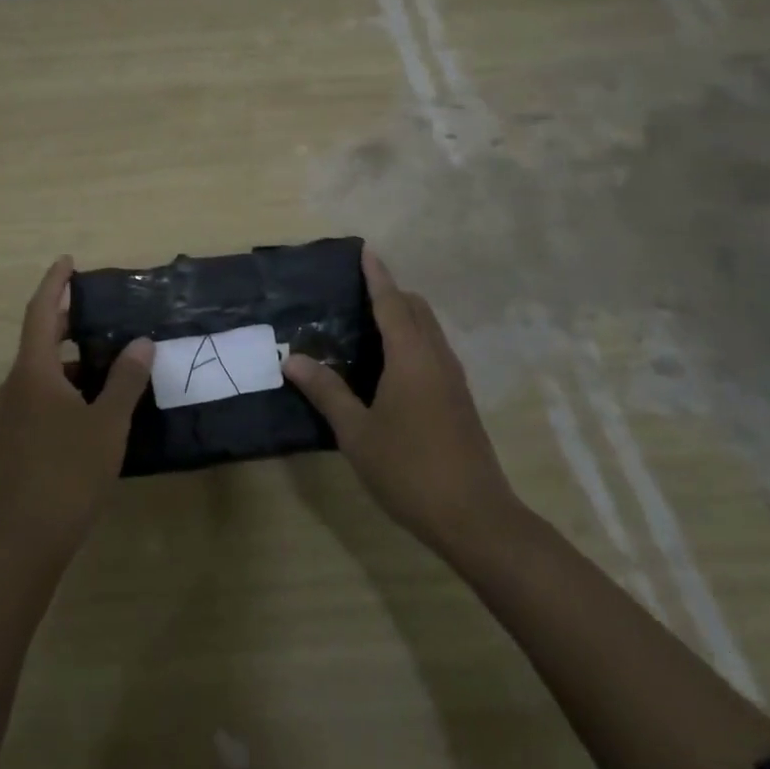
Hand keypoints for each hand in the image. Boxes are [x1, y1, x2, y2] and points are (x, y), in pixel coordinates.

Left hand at [0, 257, 152, 566]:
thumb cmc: (69, 472)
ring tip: (109, 351)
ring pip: (43, 367)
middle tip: (100, 305)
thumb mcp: (107, 422)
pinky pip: (43, 391)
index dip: (55, 284)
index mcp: (33, 371)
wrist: (27, 538)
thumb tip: (141, 343)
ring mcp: (14, 412)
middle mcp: (17, 383)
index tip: (69, 261)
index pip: (41, 312)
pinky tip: (97, 397)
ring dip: (72, 353)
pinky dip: (68, 381)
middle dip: (67, 317)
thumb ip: (125, 379)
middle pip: (40, 336)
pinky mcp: (19, 435)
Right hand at [284, 248, 517, 554]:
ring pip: (430, 329)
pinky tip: (391, 365)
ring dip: (404, 316)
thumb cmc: (409, 469)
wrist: (476, 518)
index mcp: (411, 357)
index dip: (377, 276)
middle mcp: (436, 358)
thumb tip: (293, 360)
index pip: (391, 303)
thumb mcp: (357, 433)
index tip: (366, 250)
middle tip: (356, 291)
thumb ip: (326, 392)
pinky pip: (434, 350)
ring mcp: (453, 379)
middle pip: (417, 309)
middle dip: (391, 292)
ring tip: (369, 322)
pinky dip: (413, 339)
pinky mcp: (460, 400)